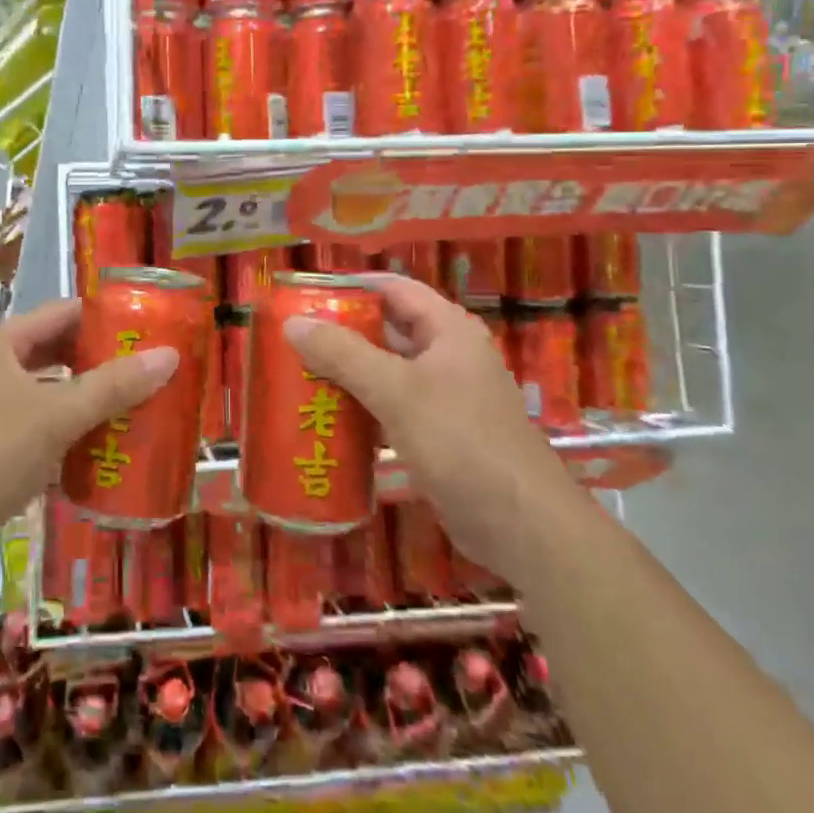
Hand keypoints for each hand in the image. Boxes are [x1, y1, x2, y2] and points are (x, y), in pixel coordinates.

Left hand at [0, 299, 178, 569]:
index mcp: (0, 343)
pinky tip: (102, 449)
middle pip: (58, 353)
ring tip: (138, 409)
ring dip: (87, 401)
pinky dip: (67, 432)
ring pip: (49, 393)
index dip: (107, 318)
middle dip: (103, 363)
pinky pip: (37, 426)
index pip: (63, 313)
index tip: (150, 330)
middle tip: (152, 374)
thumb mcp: (54, 416)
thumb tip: (169, 356)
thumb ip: (112, 386)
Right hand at [285, 274, 574, 573]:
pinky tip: (326, 418)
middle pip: (387, 331)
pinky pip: (391, 409)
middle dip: (341, 333)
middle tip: (291, 338)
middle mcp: (448, 356)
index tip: (305, 294)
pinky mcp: (438, 436)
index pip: (394, 289)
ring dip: (347, 373)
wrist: (522, 526)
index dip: (352, 286)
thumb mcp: (396, 391)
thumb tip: (293, 322)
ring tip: (297, 374)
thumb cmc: (461, 442)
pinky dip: (361, 408)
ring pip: (386, 373)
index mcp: (448, 330)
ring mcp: (445, 398)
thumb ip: (343, 354)